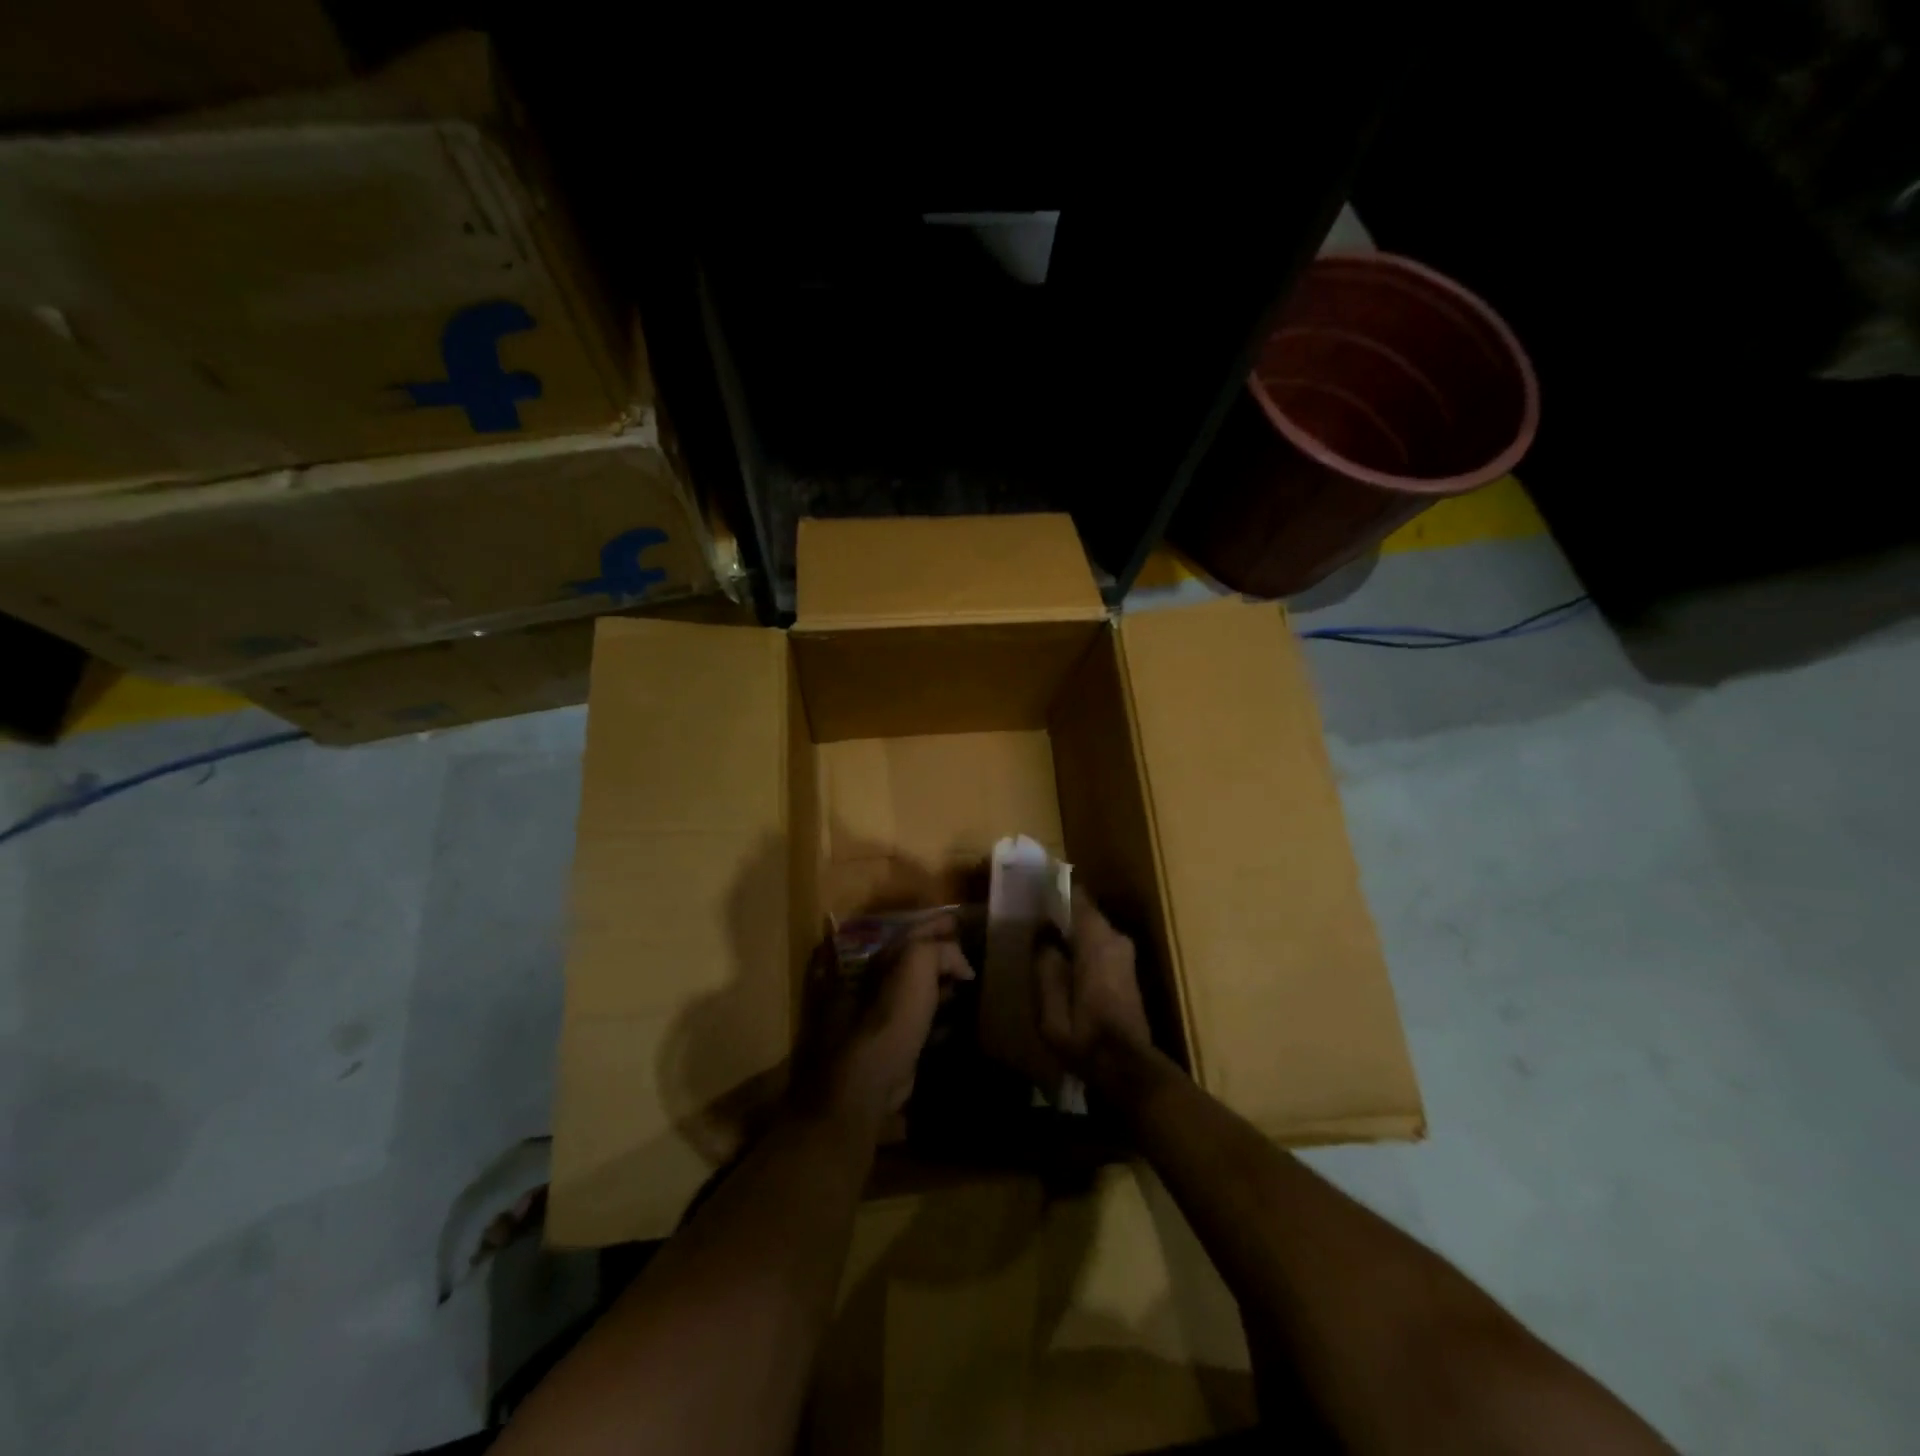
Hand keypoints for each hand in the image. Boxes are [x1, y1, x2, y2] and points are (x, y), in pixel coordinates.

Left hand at [794, 915, 972, 1128]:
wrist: (861, 1087)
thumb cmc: (886, 1020)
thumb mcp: (914, 966)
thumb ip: (938, 951)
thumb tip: (961, 963)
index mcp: (873, 960)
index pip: (909, 932)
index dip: (935, 925)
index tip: (961, 924)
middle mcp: (869, 984)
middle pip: (910, 960)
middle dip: (937, 954)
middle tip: (967, 954)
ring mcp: (876, 1017)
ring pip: (913, 991)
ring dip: (939, 985)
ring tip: (965, 984)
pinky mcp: (888, 1047)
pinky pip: (918, 1023)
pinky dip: (936, 1018)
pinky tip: (954, 1021)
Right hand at [1034, 893, 1161, 1098]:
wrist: (1126, 1068)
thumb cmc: (1084, 1035)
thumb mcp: (1050, 1005)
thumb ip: (1045, 963)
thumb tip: (1042, 932)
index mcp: (1096, 940)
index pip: (1075, 896)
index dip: (1052, 890)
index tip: (1031, 888)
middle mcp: (1115, 938)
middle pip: (1084, 912)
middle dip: (1058, 911)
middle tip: (1030, 916)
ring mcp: (1125, 954)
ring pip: (1092, 929)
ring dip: (1070, 930)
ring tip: (1041, 938)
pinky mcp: (1127, 971)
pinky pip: (1099, 944)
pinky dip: (1081, 945)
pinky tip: (1062, 959)